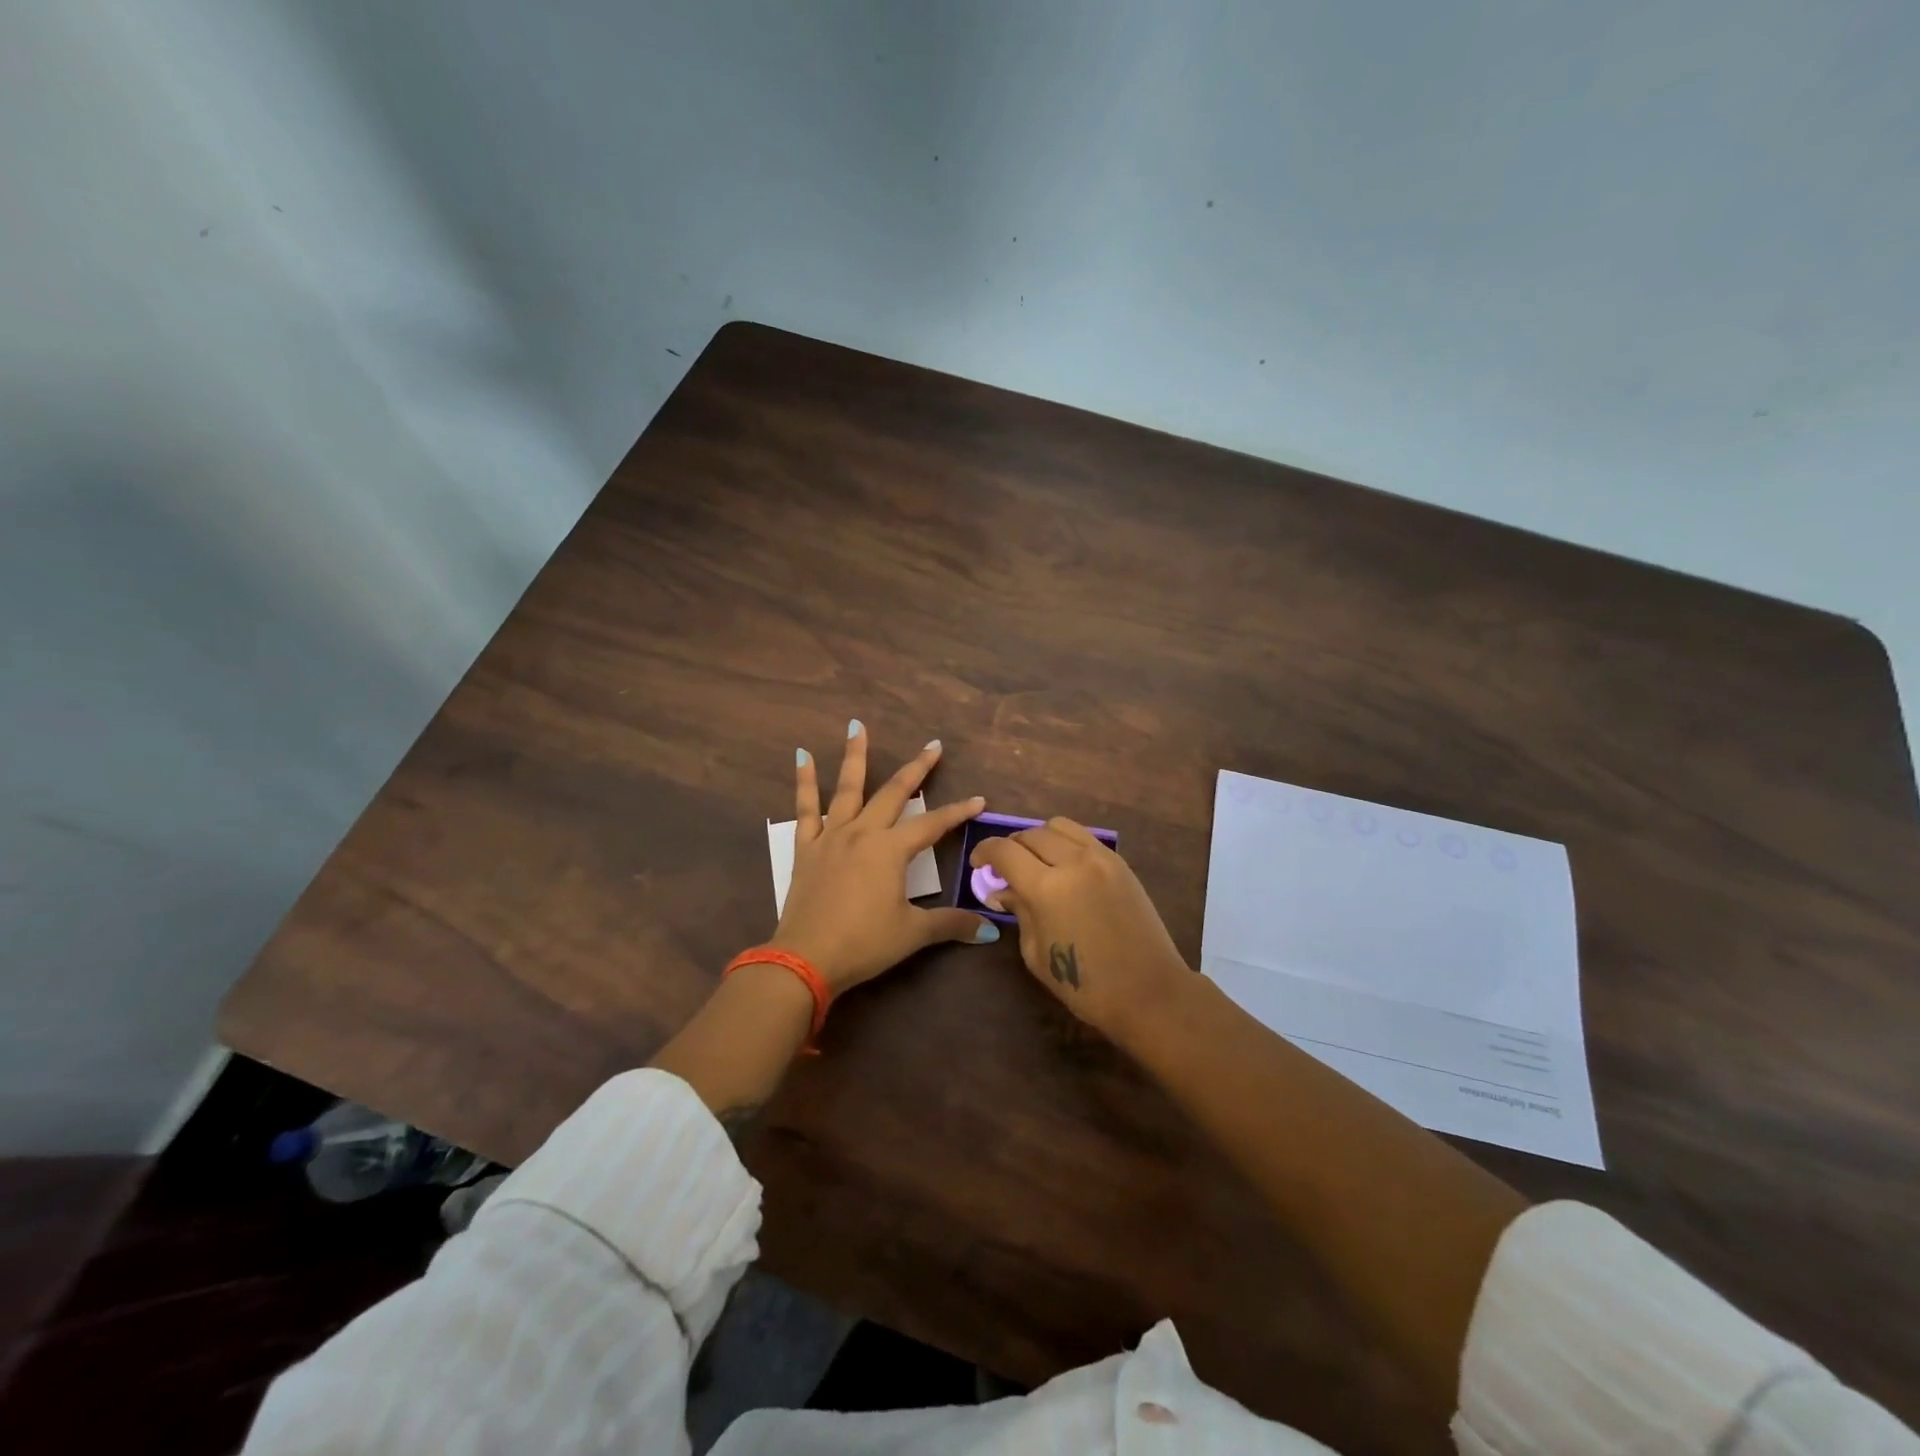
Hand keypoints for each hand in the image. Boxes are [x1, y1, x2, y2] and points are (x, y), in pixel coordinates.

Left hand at [770, 720, 995, 995]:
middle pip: (894, 793)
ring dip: (855, 756)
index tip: (978, 799)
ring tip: (855, 725)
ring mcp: (832, 836)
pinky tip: (802, 756)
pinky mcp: (807, 848)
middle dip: (916, 769)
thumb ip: (951, 924)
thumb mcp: (913, 933)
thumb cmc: (864, 943)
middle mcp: (863, 833)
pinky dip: (804, 782)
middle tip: (933, 745)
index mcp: (891, 850)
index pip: (933, 824)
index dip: (957, 812)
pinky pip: (805, 809)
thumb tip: (990, 929)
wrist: (806, 958)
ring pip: (847, 788)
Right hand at [969, 817, 1190, 1044]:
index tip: (977, 863)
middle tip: (1004, 867)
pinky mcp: (1120, 863)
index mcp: (1047, 888)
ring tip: (1035, 861)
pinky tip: (1063, 866)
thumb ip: (1019, 911)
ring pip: (1059, 826)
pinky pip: (1084, 837)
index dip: (985, 852)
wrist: (1149, 992)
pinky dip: (1065, 843)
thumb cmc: (1086, 985)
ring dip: (1039, 838)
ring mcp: (1101, 858)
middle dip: (1011, 846)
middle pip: (1031, 834)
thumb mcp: (1037, 952)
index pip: (1005, 851)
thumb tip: (1003, 890)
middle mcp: (1073, 861)